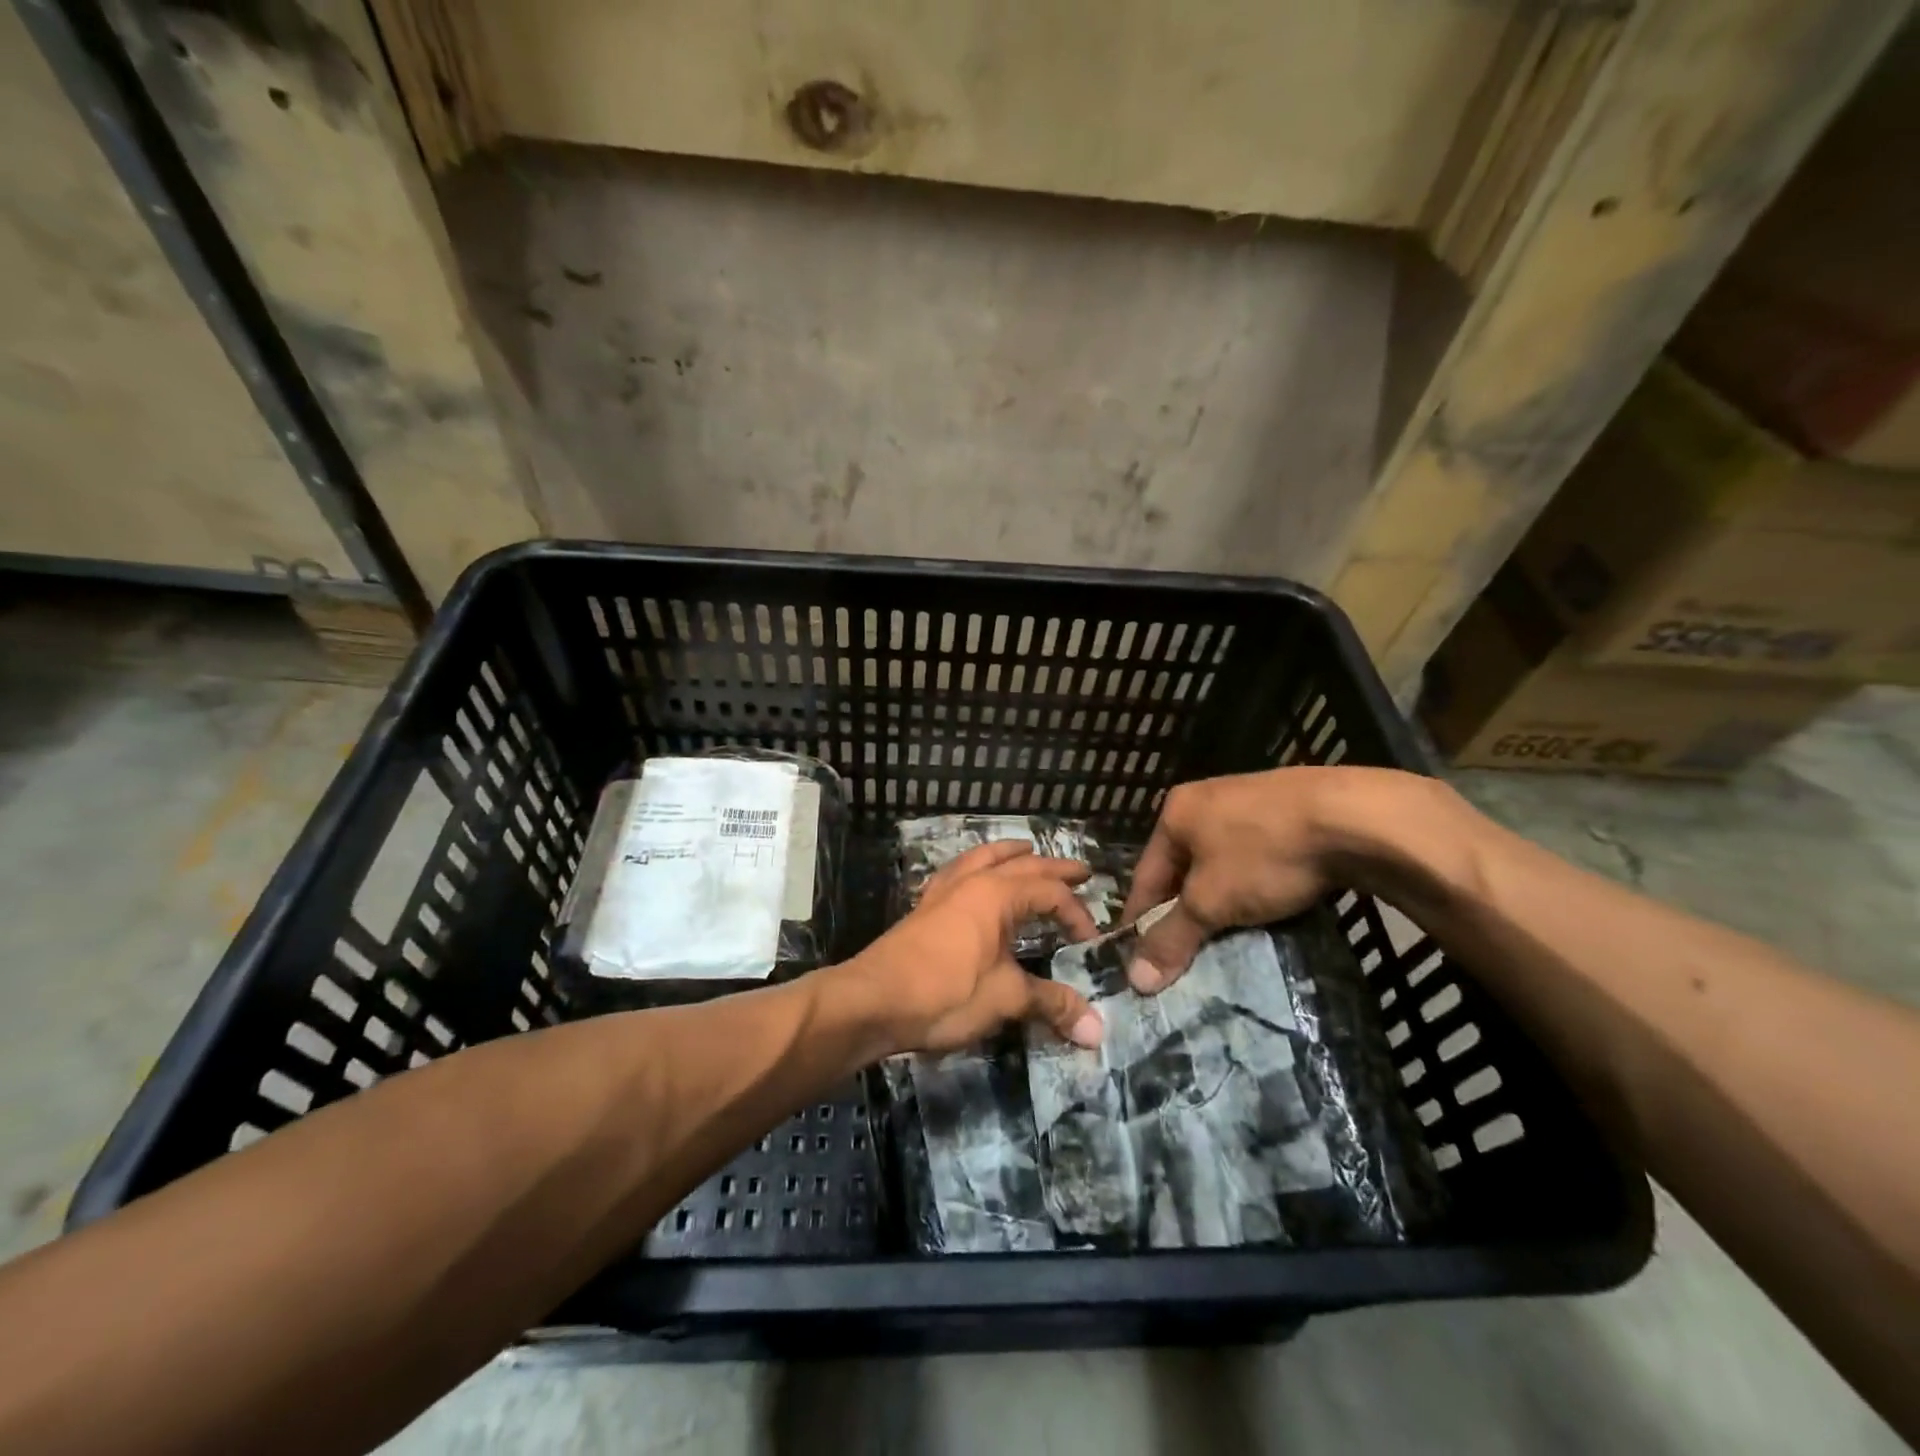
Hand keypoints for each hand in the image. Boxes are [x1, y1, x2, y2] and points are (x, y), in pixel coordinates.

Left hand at [847, 840, 1103, 1054]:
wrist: (874, 1000)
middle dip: (1053, 868)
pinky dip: (975, 866)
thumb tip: (1097, 1030)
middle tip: (1081, 871)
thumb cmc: (946, 993)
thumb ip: (1051, 1004)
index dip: (1077, 914)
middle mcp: (972, 881)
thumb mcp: (1005, 998)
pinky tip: (972, 876)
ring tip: (1026, 850)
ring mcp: (944, 891)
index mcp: (997, 893)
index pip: (1051, 893)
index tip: (1091, 942)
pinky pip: (957, 872)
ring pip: (982, 857)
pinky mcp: (925, 907)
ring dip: (1010, 854)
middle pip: (1021, 865)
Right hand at [1121, 767, 1431, 993]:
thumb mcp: (1211, 901)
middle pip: (1183, 869)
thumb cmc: (1264, 855)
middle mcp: (1205, 800)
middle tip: (1185, 958)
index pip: (1145, 876)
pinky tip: (1267, 910)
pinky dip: (1255, 887)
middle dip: (1184, 913)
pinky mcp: (1291, 810)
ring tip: (1227, 940)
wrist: (1354, 817)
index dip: (1140, 921)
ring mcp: (1250, 801)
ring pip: (1222, 865)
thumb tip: (1135, 979)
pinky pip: (1257, 858)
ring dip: (1221, 902)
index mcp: (1175, 812)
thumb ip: (1171, 938)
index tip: (1139, 961)